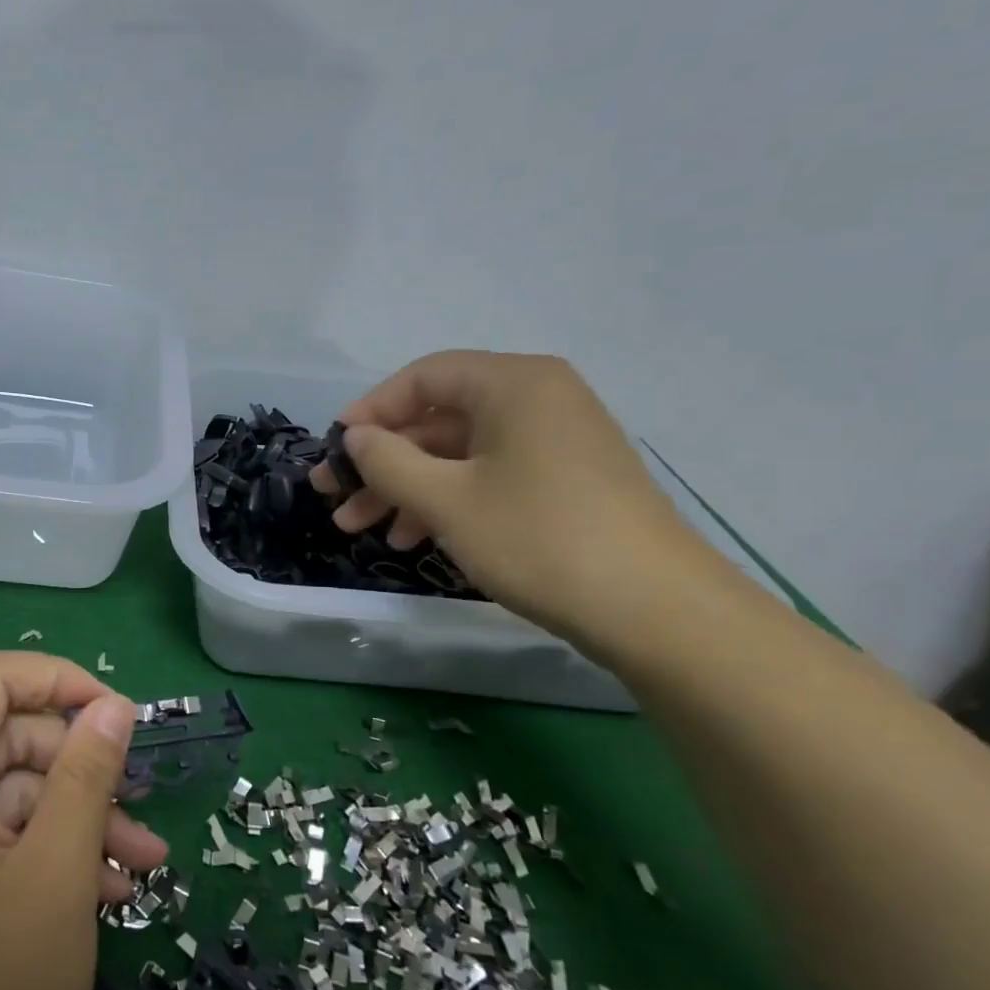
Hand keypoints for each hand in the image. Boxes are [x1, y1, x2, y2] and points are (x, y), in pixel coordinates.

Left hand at [0, 653, 162, 989]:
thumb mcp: (55, 878)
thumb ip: (86, 777)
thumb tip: (113, 706)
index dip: (58, 680)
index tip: (119, 715)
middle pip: (3, 739)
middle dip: (79, 768)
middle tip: (141, 810)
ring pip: (5, 794)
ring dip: (73, 819)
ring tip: (139, 866)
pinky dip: (41, 854)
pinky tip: (100, 894)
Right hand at [311, 351, 713, 652]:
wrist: (655, 611)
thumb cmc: (539, 539)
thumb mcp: (446, 499)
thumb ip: (387, 460)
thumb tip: (356, 437)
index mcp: (513, 384)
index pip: (422, 378)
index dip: (369, 411)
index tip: (333, 451)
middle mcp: (537, 399)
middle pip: (437, 418)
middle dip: (381, 461)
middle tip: (335, 497)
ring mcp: (555, 441)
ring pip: (459, 453)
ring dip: (406, 488)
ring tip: (362, 529)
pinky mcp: (565, 481)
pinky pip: (489, 476)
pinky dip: (446, 501)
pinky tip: (413, 539)